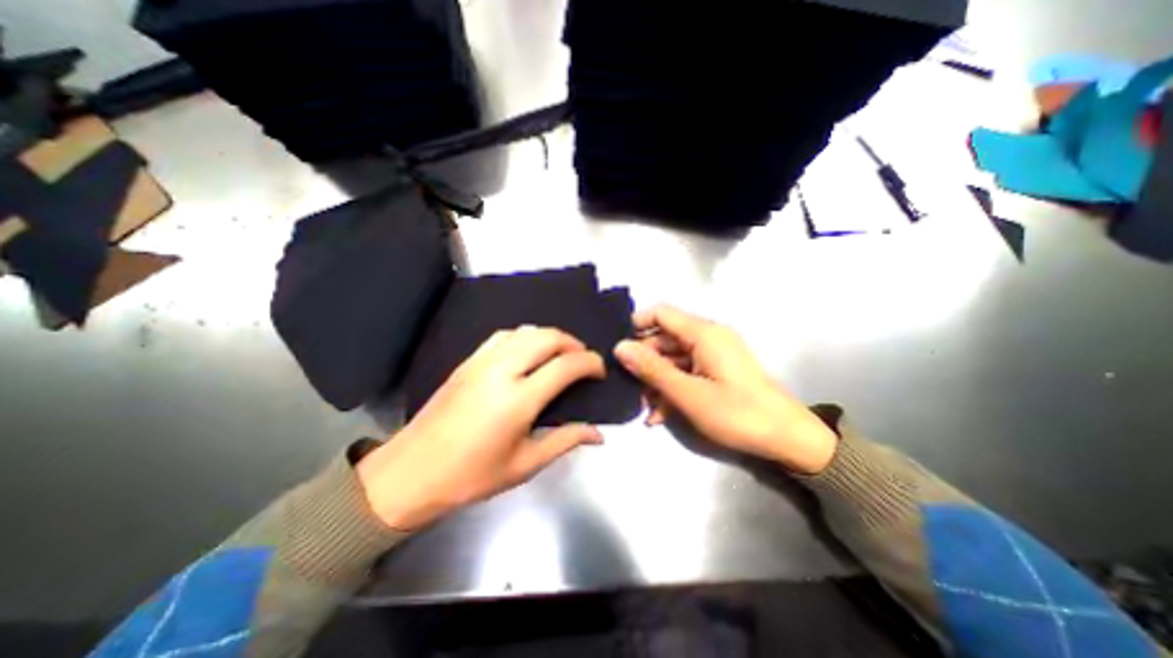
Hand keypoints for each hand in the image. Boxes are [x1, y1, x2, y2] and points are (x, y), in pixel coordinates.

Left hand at [357, 326, 604, 530]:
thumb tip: (599, 433)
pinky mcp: (467, 362)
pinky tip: (529, 352)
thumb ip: (565, 441)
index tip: (599, 372)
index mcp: (518, 400)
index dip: (590, 363)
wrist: (410, 474)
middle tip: (583, 360)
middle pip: (547, 338)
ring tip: (560, 354)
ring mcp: (481, 362)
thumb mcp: (525, 465)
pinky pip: (503, 335)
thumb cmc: (471, 477)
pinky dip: (525, 337)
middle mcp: (501, 371)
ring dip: (550, 337)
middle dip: (573, 343)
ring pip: (525, 331)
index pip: (566, 366)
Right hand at [615, 303, 834, 472]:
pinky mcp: (717, 371)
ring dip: (656, 380)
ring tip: (643, 407)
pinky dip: (672, 388)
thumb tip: (620, 347)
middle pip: (664, 338)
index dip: (636, 325)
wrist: (788, 439)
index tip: (617, 348)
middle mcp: (708, 337)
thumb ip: (652, 369)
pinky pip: (687, 372)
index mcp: (703, 333)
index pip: (661, 312)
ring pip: (673, 358)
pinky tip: (659, 414)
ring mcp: (713, 355)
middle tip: (626, 386)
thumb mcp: (688, 393)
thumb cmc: (738, 414)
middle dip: (643, 361)